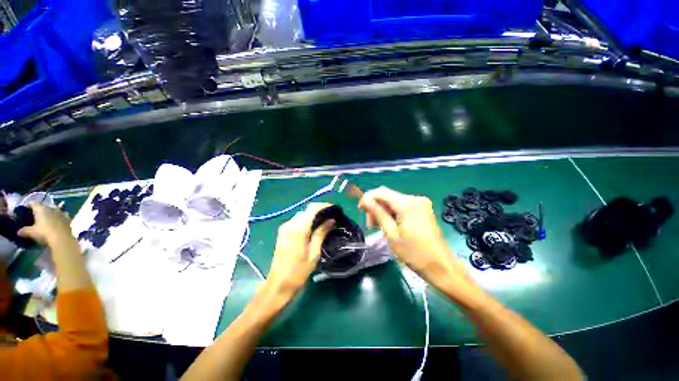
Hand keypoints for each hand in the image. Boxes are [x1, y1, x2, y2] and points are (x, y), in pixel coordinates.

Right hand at [17, 203, 74, 246]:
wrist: (62, 238)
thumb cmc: (44, 233)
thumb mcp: (31, 232)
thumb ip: (24, 231)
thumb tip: (18, 232)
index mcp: (41, 209)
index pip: (33, 203)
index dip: (29, 205)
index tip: (25, 208)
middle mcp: (51, 208)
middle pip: (44, 206)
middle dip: (40, 209)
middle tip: (35, 214)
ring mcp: (61, 213)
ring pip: (54, 210)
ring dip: (50, 213)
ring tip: (46, 218)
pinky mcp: (68, 219)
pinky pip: (62, 216)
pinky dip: (58, 217)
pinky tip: (56, 221)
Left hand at [266, 203, 334, 294]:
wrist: (278, 284)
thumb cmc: (299, 271)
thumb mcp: (314, 252)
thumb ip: (321, 233)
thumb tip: (331, 220)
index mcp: (298, 229)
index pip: (312, 208)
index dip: (324, 206)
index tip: (334, 208)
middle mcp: (290, 224)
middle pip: (306, 210)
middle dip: (319, 210)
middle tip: (331, 217)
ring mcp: (284, 228)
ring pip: (301, 215)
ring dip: (312, 215)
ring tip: (324, 222)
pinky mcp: (282, 232)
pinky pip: (296, 221)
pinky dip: (305, 221)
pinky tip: (313, 228)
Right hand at [358, 187, 463, 277]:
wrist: (441, 266)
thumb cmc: (414, 253)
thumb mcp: (391, 234)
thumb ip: (378, 213)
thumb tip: (365, 201)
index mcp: (407, 204)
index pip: (381, 192)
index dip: (368, 198)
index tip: (360, 209)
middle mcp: (415, 198)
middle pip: (388, 196)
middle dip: (376, 207)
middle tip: (371, 225)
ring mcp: (421, 203)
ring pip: (394, 201)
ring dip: (384, 211)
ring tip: (380, 227)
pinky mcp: (423, 209)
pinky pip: (403, 206)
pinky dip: (393, 213)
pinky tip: (391, 225)